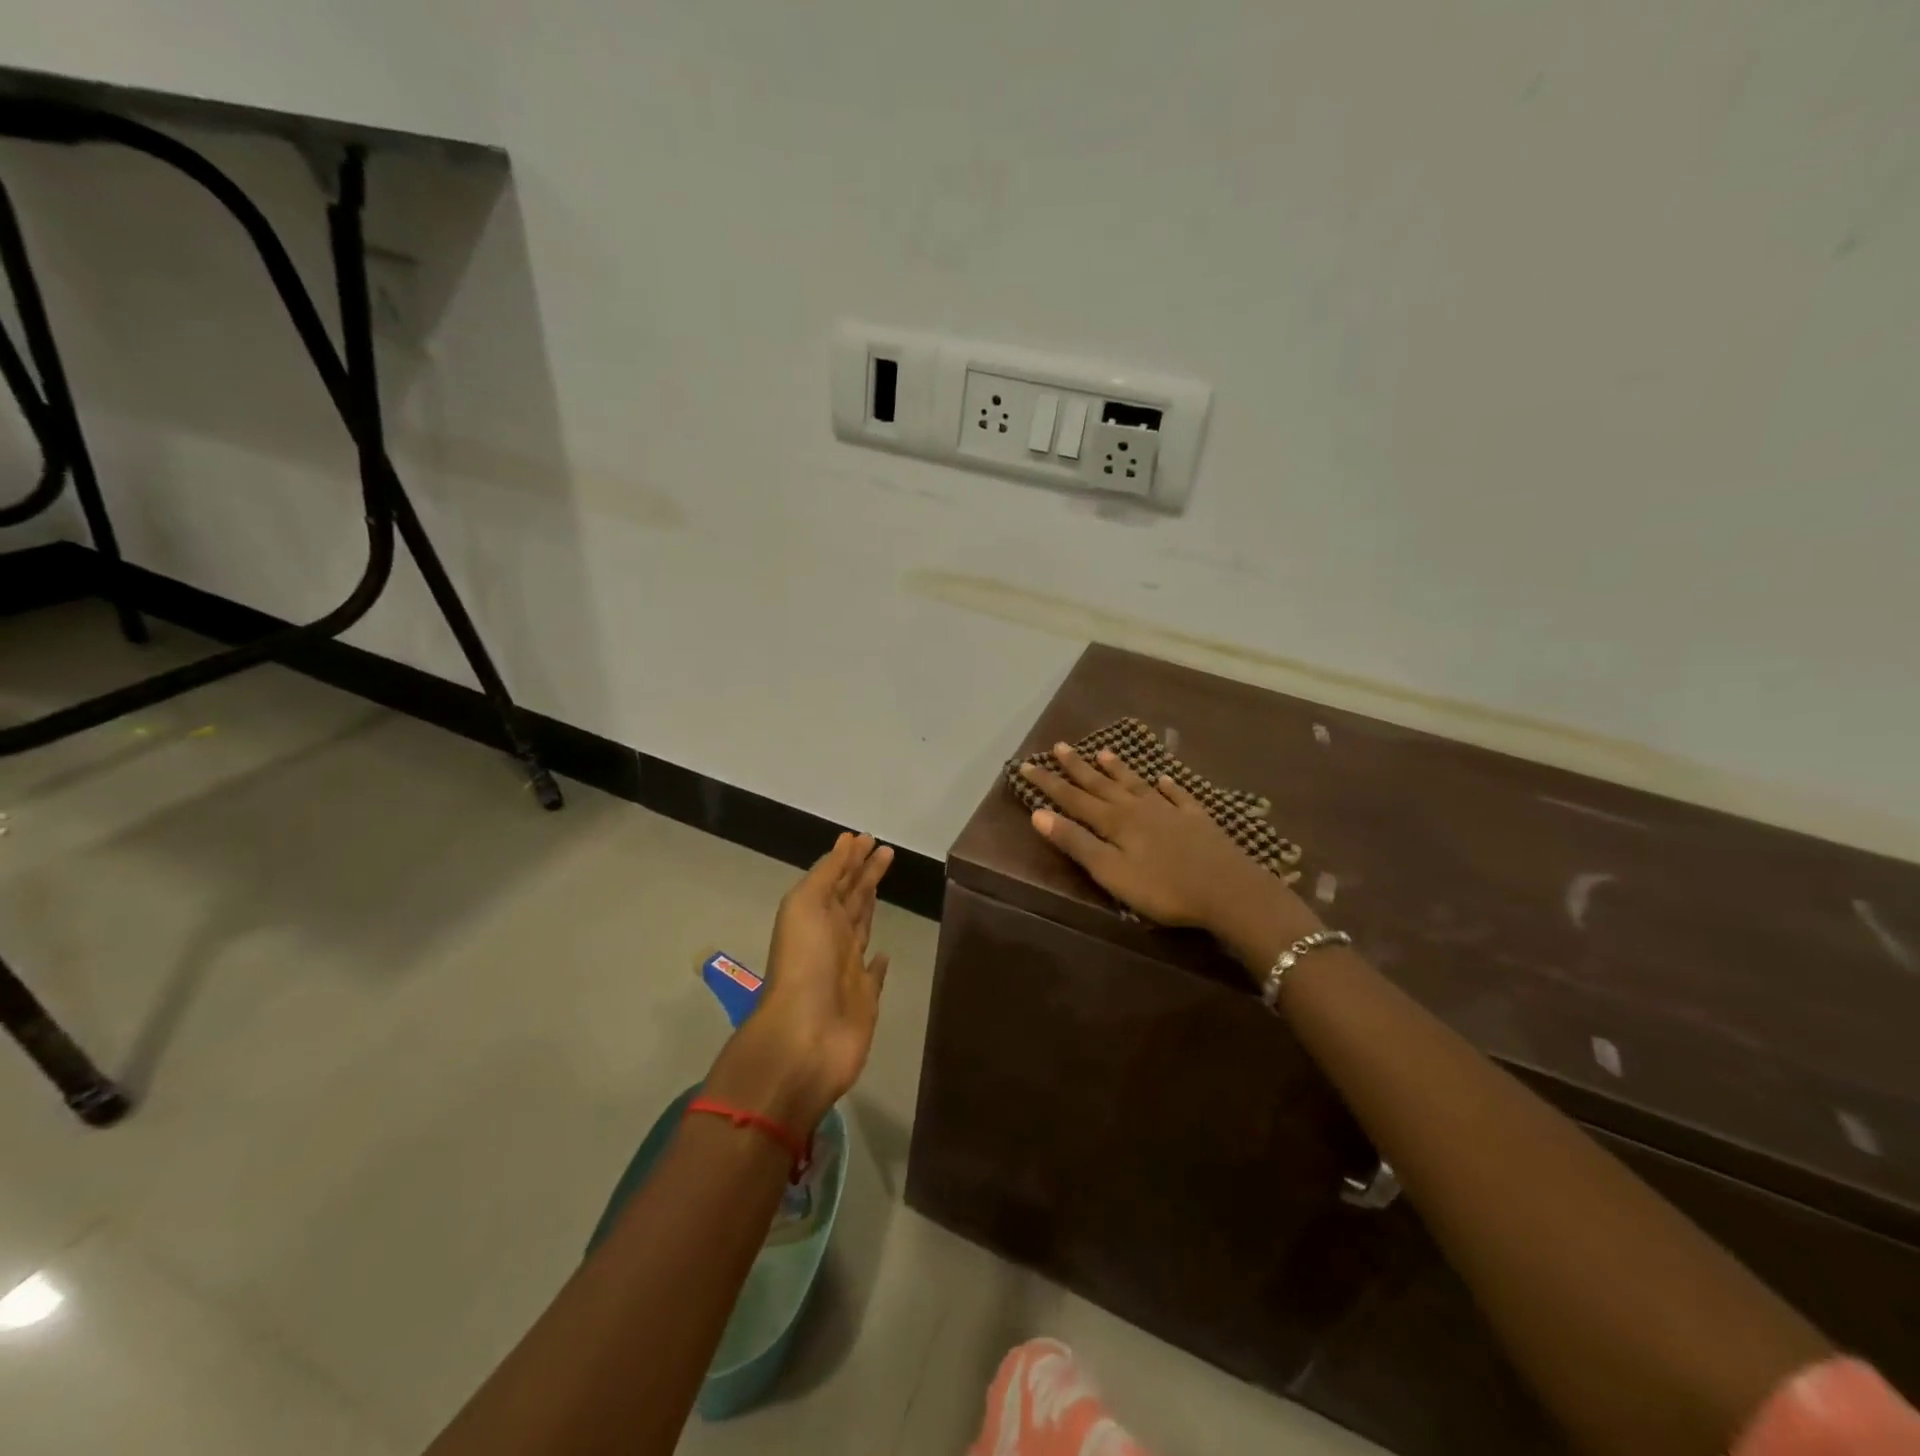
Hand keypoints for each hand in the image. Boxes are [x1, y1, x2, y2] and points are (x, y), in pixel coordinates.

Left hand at [705, 833, 893, 1131]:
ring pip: (861, 927)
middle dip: (864, 873)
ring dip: (870, 904)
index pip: (835, 878)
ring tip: (883, 884)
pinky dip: (879, 962)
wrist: (805, 1037)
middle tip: (885, 850)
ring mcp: (847, 969)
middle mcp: (830, 937)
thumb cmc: (804, 964)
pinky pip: (873, 974)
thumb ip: (826, 875)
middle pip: (850, 898)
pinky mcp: (864, 999)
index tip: (864, 837)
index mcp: (813, 915)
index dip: (848, 857)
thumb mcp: (805, 905)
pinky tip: (886, 954)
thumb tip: (845, 846)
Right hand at [1020, 743, 1294, 934]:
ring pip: (1136, 784)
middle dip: (1077, 767)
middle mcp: (1138, 809)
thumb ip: (1076, 843)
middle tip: (1059, 746)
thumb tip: (1038, 814)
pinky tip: (1163, 779)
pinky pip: (1177, 796)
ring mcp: (1170, 811)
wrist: (1228, 890)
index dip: (1049, 783)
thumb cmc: (1163, 889)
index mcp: (1115, 822)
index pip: (1073, 799)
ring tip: (1103, 752)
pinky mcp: (1197, 820)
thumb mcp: (1111, 872)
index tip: (1026, 765)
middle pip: (1102, 785)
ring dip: (1118, 769)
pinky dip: (1167, 786)